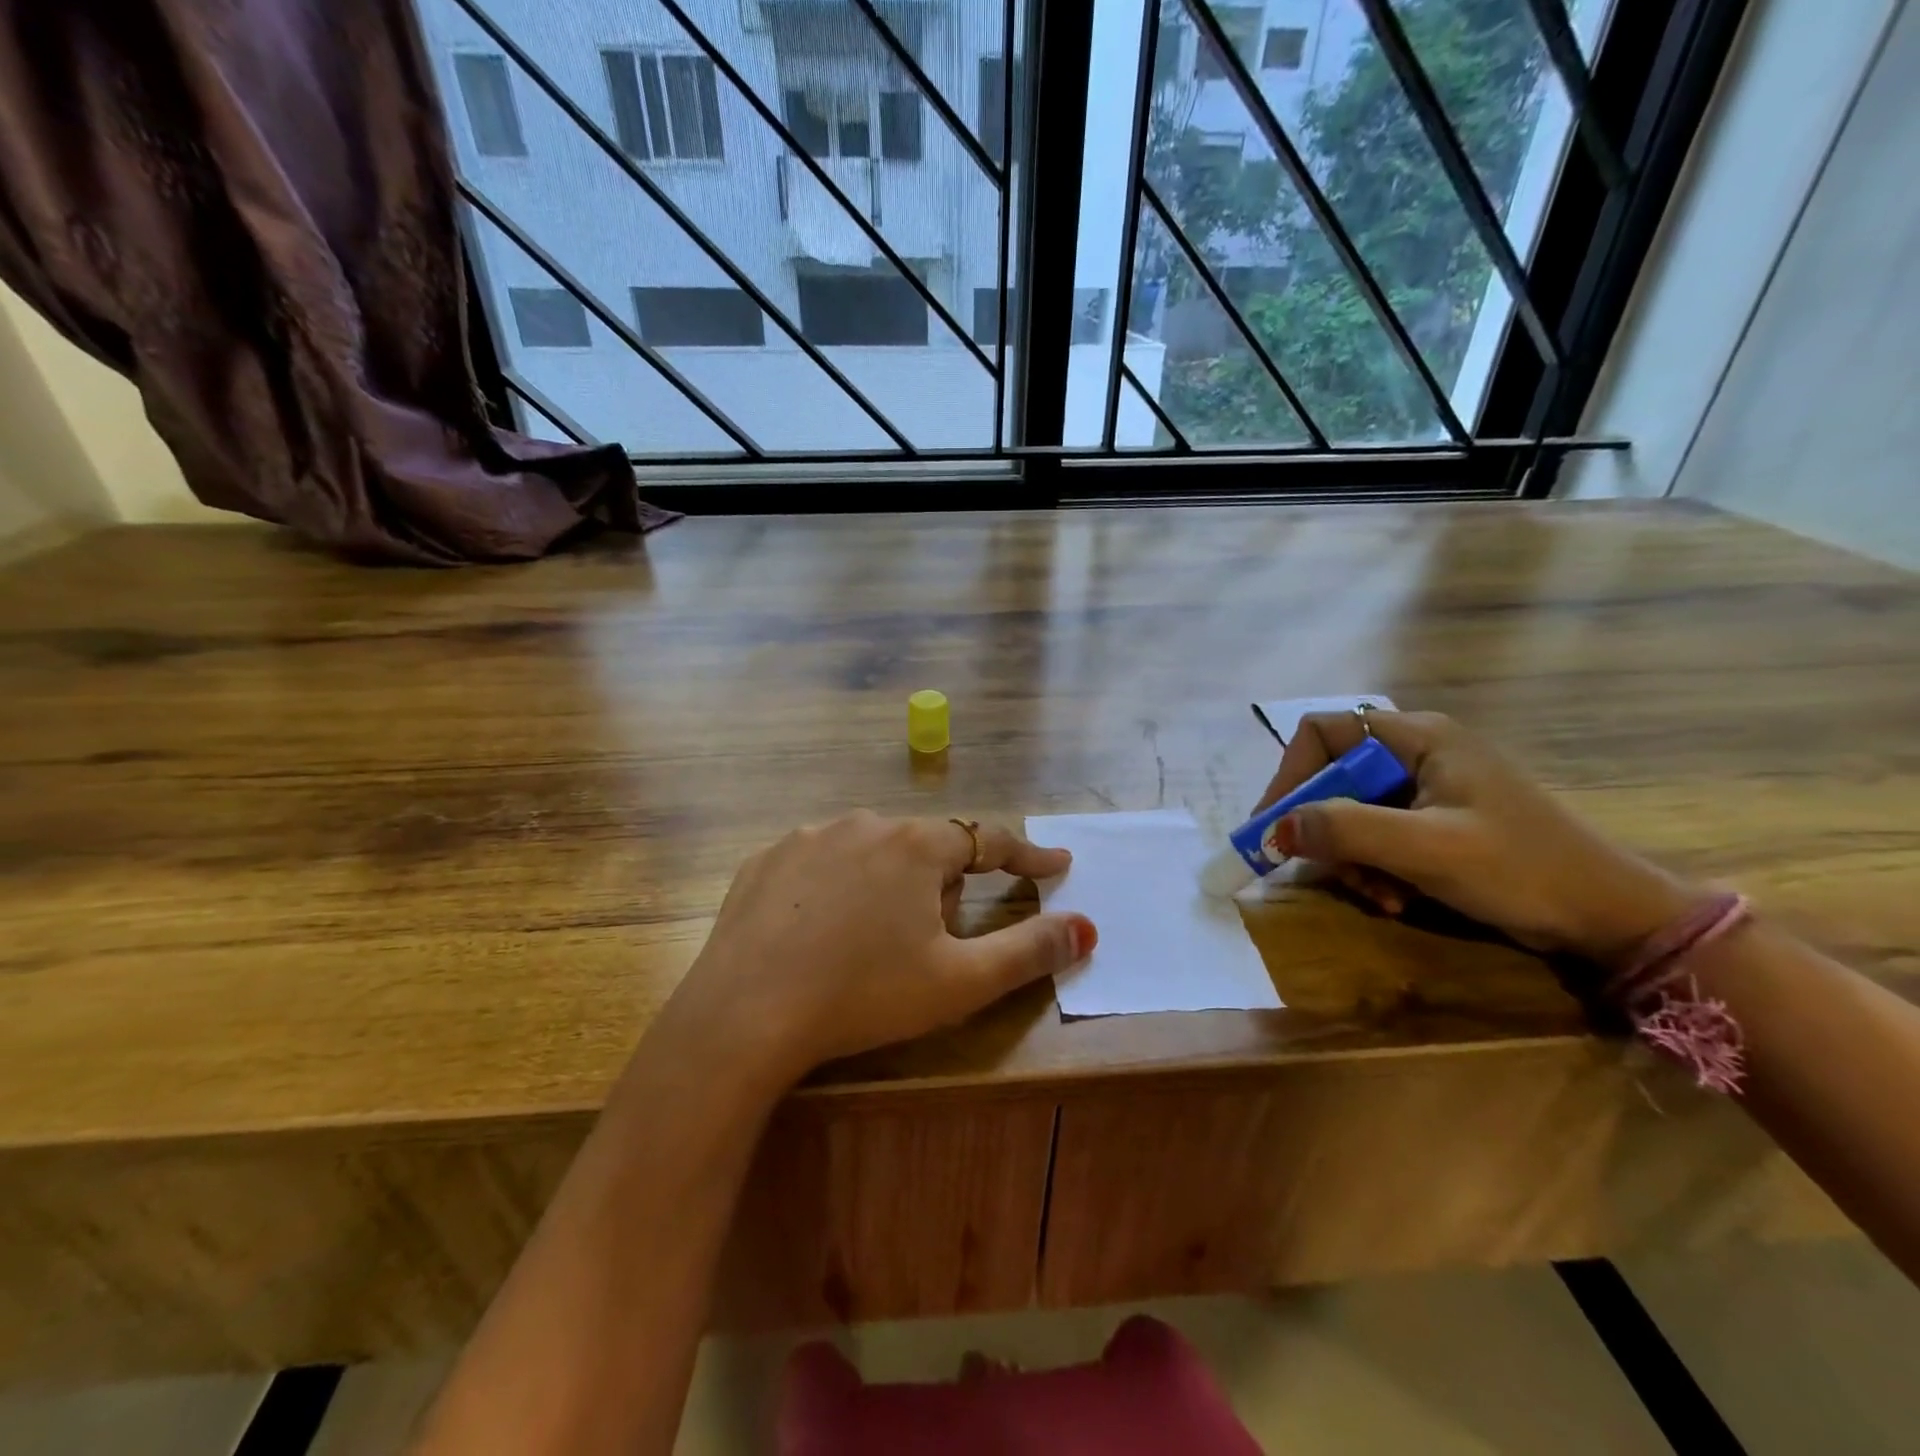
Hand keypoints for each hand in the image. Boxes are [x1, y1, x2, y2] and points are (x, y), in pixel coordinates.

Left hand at [666, 812, 1094, 1086]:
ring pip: (872, 853)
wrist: (743, 1014)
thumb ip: (1029, 950)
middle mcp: (864, 823)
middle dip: (943, 889)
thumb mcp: (959, 982)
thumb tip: (1086, 926)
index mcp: (917, 846)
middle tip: (930, 946)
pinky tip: (819, 933)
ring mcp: (808, 837)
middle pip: (927, 850)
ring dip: (888, 886)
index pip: (990, 839)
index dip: (1028, 857)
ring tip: (869, 945)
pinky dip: (835, 890)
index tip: (1056, 866)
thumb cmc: (864, 994)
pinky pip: (821, 865)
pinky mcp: (765, 860)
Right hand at [1256, 710, 1695, 963]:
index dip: (1290, 774)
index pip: (1323, 732)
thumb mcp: (1429, 849)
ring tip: (1378, 895)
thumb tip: (1277, 828)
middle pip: (1334, 777)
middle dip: (1325, 828)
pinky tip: (1396, 899)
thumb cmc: (1523, 870)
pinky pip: (1379, 837)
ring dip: (1351, 858)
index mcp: (1418, 737)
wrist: (1612, 919)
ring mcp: (1429, 790)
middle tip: (1325, 869)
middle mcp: (1417, 753)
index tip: (1276, 823)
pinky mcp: (1438, 824)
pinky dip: (1374, 868)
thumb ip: (1348, 830)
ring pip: (1352, 813)